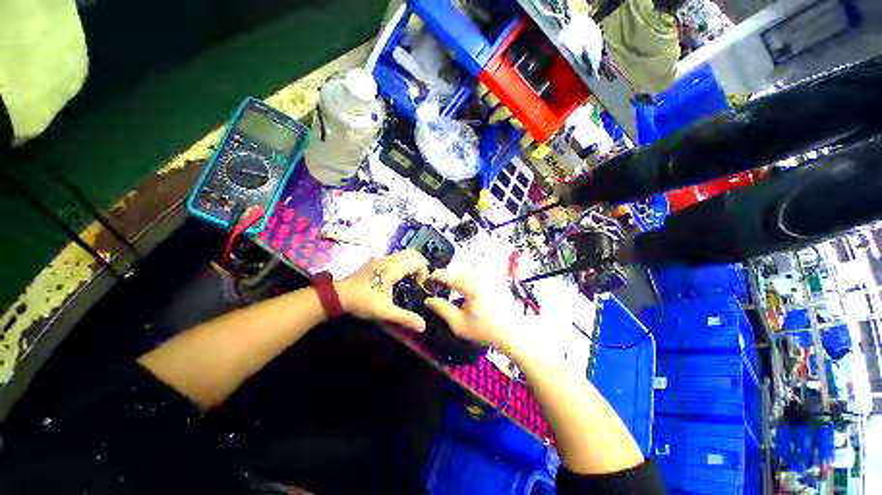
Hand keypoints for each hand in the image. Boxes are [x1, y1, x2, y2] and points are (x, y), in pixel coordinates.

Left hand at [335, 249, 429, 331]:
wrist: (337, 295)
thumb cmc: (362, 301)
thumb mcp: (384, 312)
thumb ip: (404, 318)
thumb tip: (423, 326)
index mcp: (392, 268)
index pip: (416, 260)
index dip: (424, 271)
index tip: (422, 285)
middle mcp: (388, 259)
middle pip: (413, 254)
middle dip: (421, 266)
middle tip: (420, 282)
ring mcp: (382, 259)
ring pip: (404, 254)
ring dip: (412, 265)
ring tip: (412, 281)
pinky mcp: (377, 261)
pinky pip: (397, 258)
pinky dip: (404, 264)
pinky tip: (399, 279)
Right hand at [423, 269, 519, 349]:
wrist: (513, 332)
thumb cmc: (486, 330)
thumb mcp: (459, 324)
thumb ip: (441, 309)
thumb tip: (428, 299)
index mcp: (471, 285)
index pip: (446, 274)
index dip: (435, 277)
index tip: (429, 282)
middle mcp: (481, 274)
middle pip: (456, 269)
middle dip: (447, 277)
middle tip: (442, 288)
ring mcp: (491, 272)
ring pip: (468, 266)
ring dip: (460, 274)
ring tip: (457, 287)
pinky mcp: (497, 274)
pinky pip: (480, 266)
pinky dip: (473, 271)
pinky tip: (472, 283)